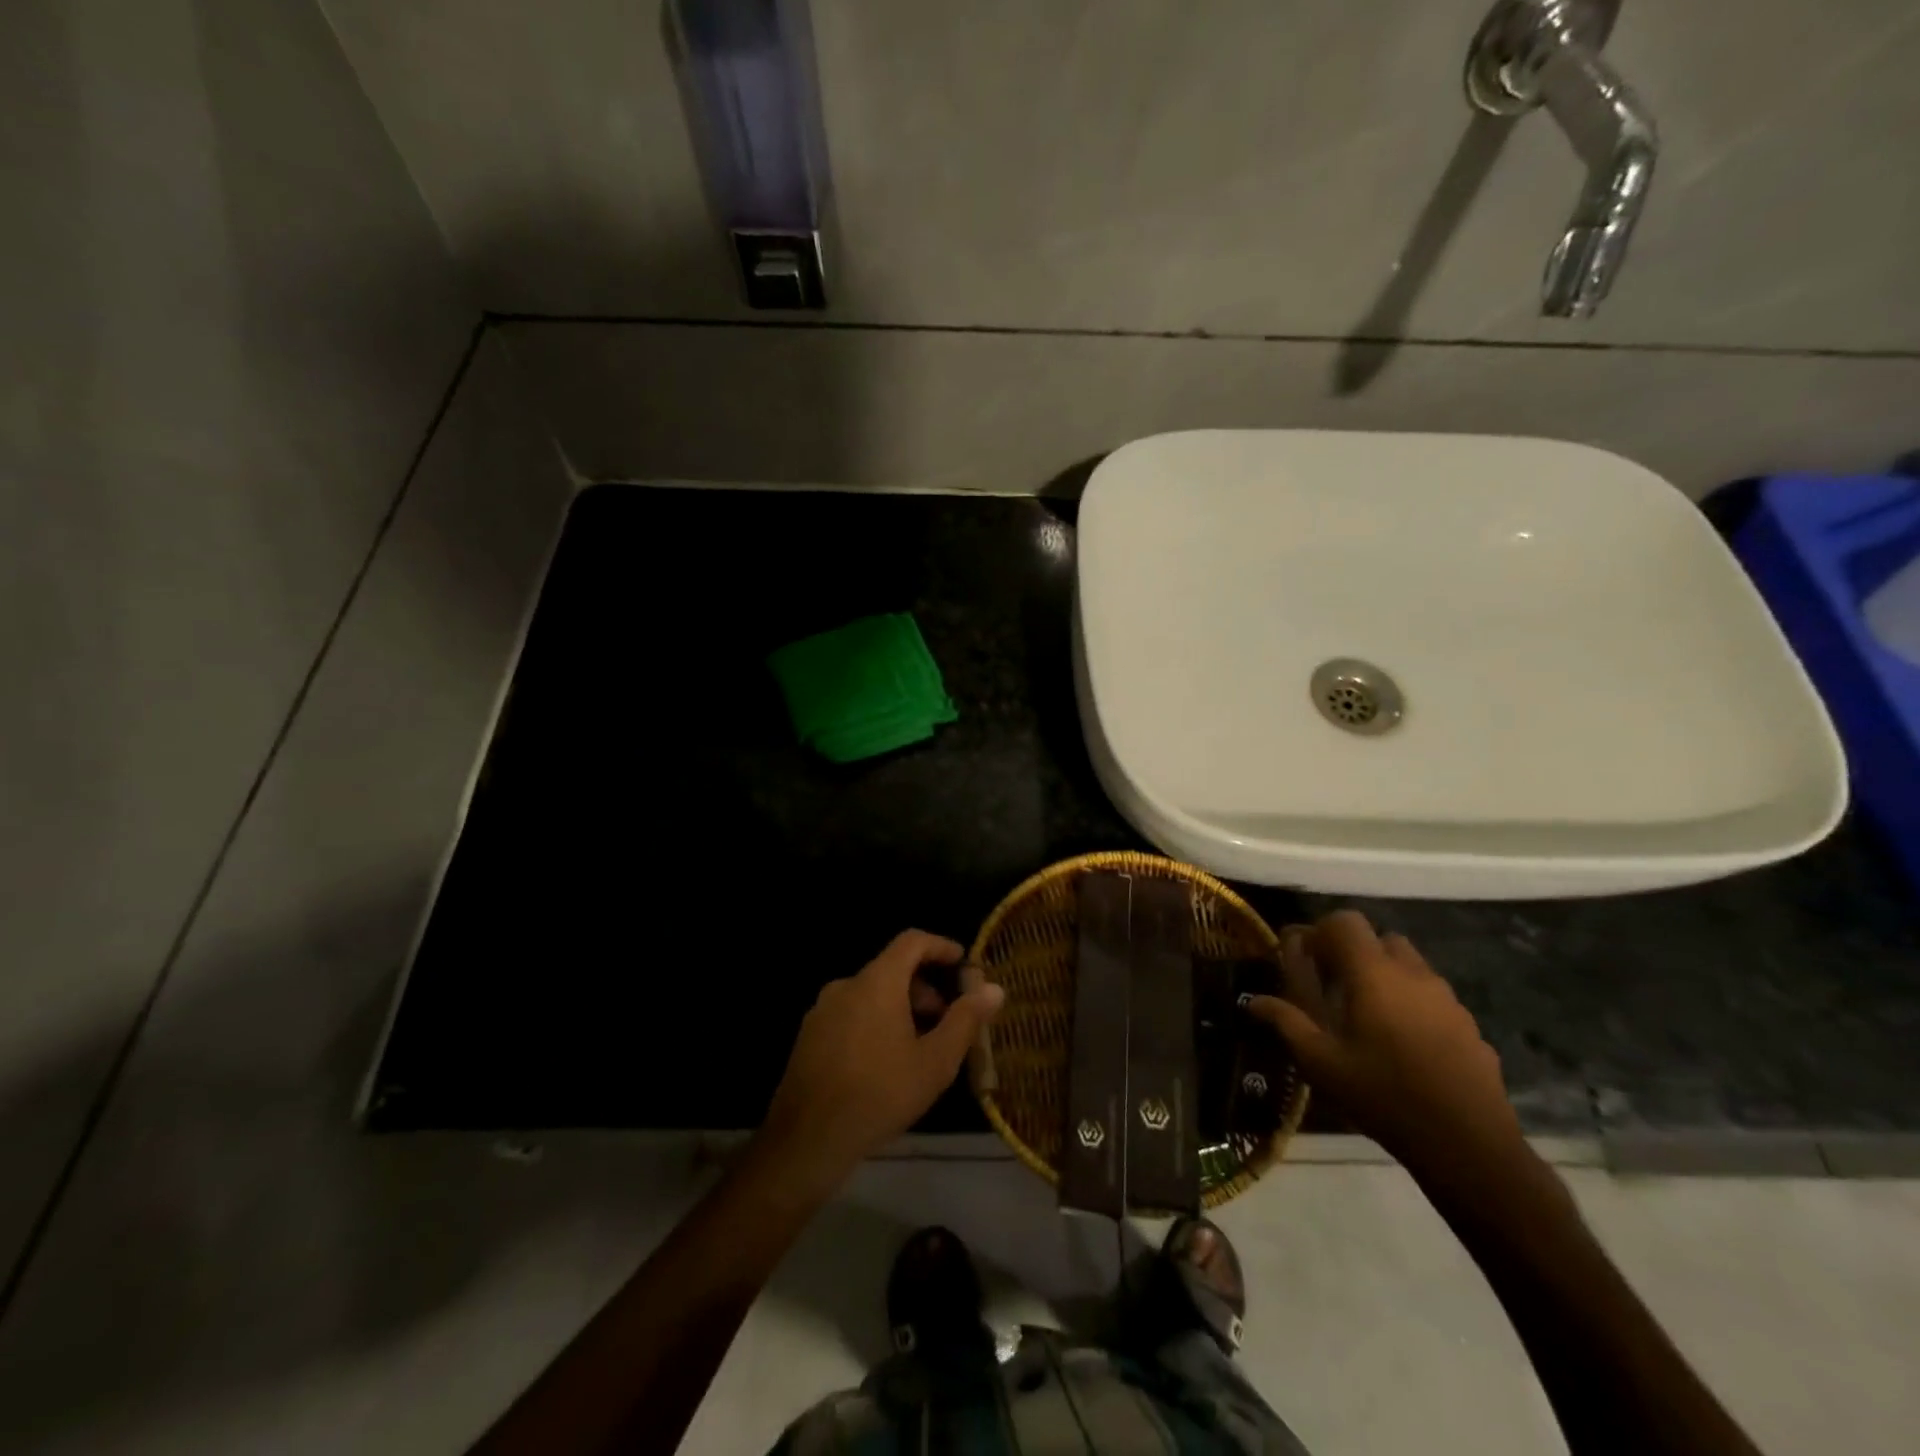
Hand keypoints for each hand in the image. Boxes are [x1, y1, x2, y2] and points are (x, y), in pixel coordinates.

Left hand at [759, 930, 1005, 1191]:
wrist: (807, 1139)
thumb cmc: (880, 1094)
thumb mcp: (935, 1062)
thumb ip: (965, 1020)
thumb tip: (994, 989)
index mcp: (877, 982)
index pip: (912, 941)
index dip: (941, 947)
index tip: (963, 964)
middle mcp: (846, 985)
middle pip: (892, 969)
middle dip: (925, 989)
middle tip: (947, 1022)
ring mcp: (823, 1009)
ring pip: (871, 993)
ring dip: (901, 1008)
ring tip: (919, 1048)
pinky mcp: (809, 1035)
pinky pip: (851, 1013)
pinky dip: (875, 1022)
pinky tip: (885, 1063)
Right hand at [1247, 911, 1523, 1177]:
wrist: (1469, 1146)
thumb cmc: (1384, 1095)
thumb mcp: (1321, 1063)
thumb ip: (1286, 1023)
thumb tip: (1253, 1001)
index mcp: (1374, 974)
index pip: (1346, 921)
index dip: (1321, 931)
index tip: (1306, 959)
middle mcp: (1413, 974)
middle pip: (1380, 939)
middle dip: (1354, 952)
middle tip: (1334, 986)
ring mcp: (1448, 999)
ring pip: (1410, 966)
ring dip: (1385, 976)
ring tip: (1367, 1015)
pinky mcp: (1470, 1025)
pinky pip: (1433, 997)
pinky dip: (1412, 1003)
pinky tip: (1403, 1044)